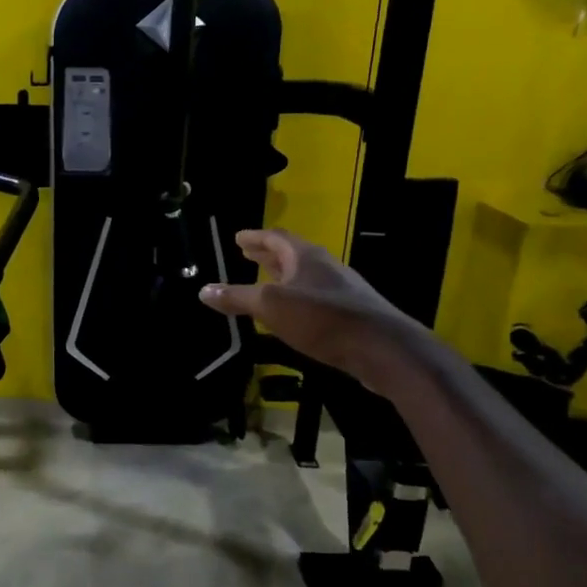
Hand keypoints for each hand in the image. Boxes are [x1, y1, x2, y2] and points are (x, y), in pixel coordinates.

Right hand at [198, 229, 423, 388]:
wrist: (383, 350)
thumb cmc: (323, 319)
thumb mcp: (271, 307)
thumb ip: (237, 298)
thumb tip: (204, 290)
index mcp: (306, 257)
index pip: (276, 238)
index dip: (255, 237)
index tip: (238, 237)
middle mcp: (325, 268)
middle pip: (292, 255)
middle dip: (267, 254)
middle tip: (247, 253)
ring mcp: (340, 291)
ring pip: (305, 277)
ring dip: (282, 276)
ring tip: (265, 280)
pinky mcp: (349, 315)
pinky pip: (315, 298)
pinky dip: (296, 298)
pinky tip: (291, 313)